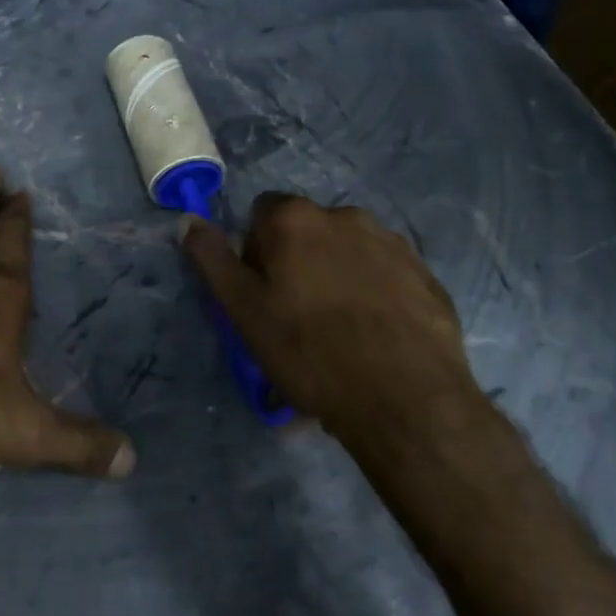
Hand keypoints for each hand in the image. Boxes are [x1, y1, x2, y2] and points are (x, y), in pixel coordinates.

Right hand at [180, 194, 486, 439]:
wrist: (407, 401)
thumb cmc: (310, 353)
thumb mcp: (244, 311)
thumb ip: (212, 259)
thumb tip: (189, 220)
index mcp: (296, 218)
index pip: (261, 214)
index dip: (255, 253)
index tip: (264, 295)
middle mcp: (344, 215)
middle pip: (306, 231)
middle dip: (298, 262)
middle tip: (299, 318)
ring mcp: (391, 242)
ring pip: (347, 250)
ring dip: (337, 274)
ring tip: (342, 332)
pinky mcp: (425, 273)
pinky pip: (385, 272)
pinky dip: (375, 292)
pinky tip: (376, 336)